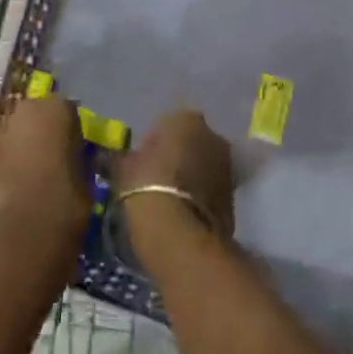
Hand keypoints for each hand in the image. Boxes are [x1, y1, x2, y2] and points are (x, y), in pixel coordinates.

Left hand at [0, 96, 90, 237]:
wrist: (21, 234)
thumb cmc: (65, 203)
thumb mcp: (85, 179)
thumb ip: (74, 158)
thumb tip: (70, 159)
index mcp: (54, 109)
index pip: (65, 110)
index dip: (68, 131)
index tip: (72, 150)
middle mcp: (21, 111)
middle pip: (31, 116)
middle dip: (37, 133)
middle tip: (48, 160)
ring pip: (9, 135)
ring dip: (16, 148)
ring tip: (26, 178)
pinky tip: (7, 191)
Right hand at [118, 109, 234, 239]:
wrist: (180, 235)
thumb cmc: (147, 187)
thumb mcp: (123, 167)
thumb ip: (124, 157)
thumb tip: (117, 158)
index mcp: (185, 119)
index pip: (166, 125)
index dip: (152, 144)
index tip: (141, 164)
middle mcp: (213, 135)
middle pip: (191, 143)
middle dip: (178, 157)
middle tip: (156, 180)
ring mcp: (228, 166)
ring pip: (204, 166)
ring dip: (191, 177)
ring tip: (169, 199)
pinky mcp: (235, 197)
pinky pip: (211, 190)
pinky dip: (200, 197)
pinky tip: (183, 213)